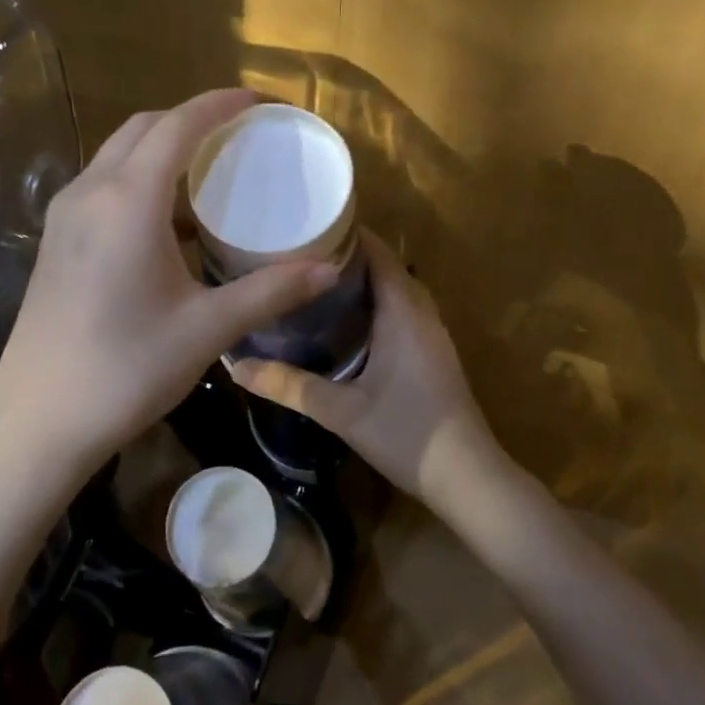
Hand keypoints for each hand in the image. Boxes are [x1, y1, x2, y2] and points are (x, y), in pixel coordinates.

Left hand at [0, 90, 339, 481]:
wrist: (37, 421)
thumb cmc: (126, 369)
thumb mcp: (207, 328)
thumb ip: (270, 291)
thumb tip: (329, 269)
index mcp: (128, 201)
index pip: (177, 126)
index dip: (219, 105)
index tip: (257, 101)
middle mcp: (90, 192)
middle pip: (142, 129)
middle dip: (190, 120)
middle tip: (238, 135)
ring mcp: (64, 216)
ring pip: (117, 155)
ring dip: (162, 148)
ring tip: (210, 171)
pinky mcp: (55, 241)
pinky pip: (103, 184)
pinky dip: (140, 178)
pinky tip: (170, 221)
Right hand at [230, 229, 502, 507]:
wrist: (468, 477)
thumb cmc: (406, 434)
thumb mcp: (341, 411)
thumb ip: (289, 386)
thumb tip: (236, 368)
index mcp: (403, 312)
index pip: (378, 252)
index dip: (346, 234)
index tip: (306, 228)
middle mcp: (422, 313)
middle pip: (387, 266)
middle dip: (348, 255)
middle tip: (300, 255)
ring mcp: (432, 334)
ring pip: (397, 289)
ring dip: (364, 280)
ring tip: (317, 281)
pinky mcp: (434, 353)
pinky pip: (404, 310)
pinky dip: (377, 302)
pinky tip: (348, 321)